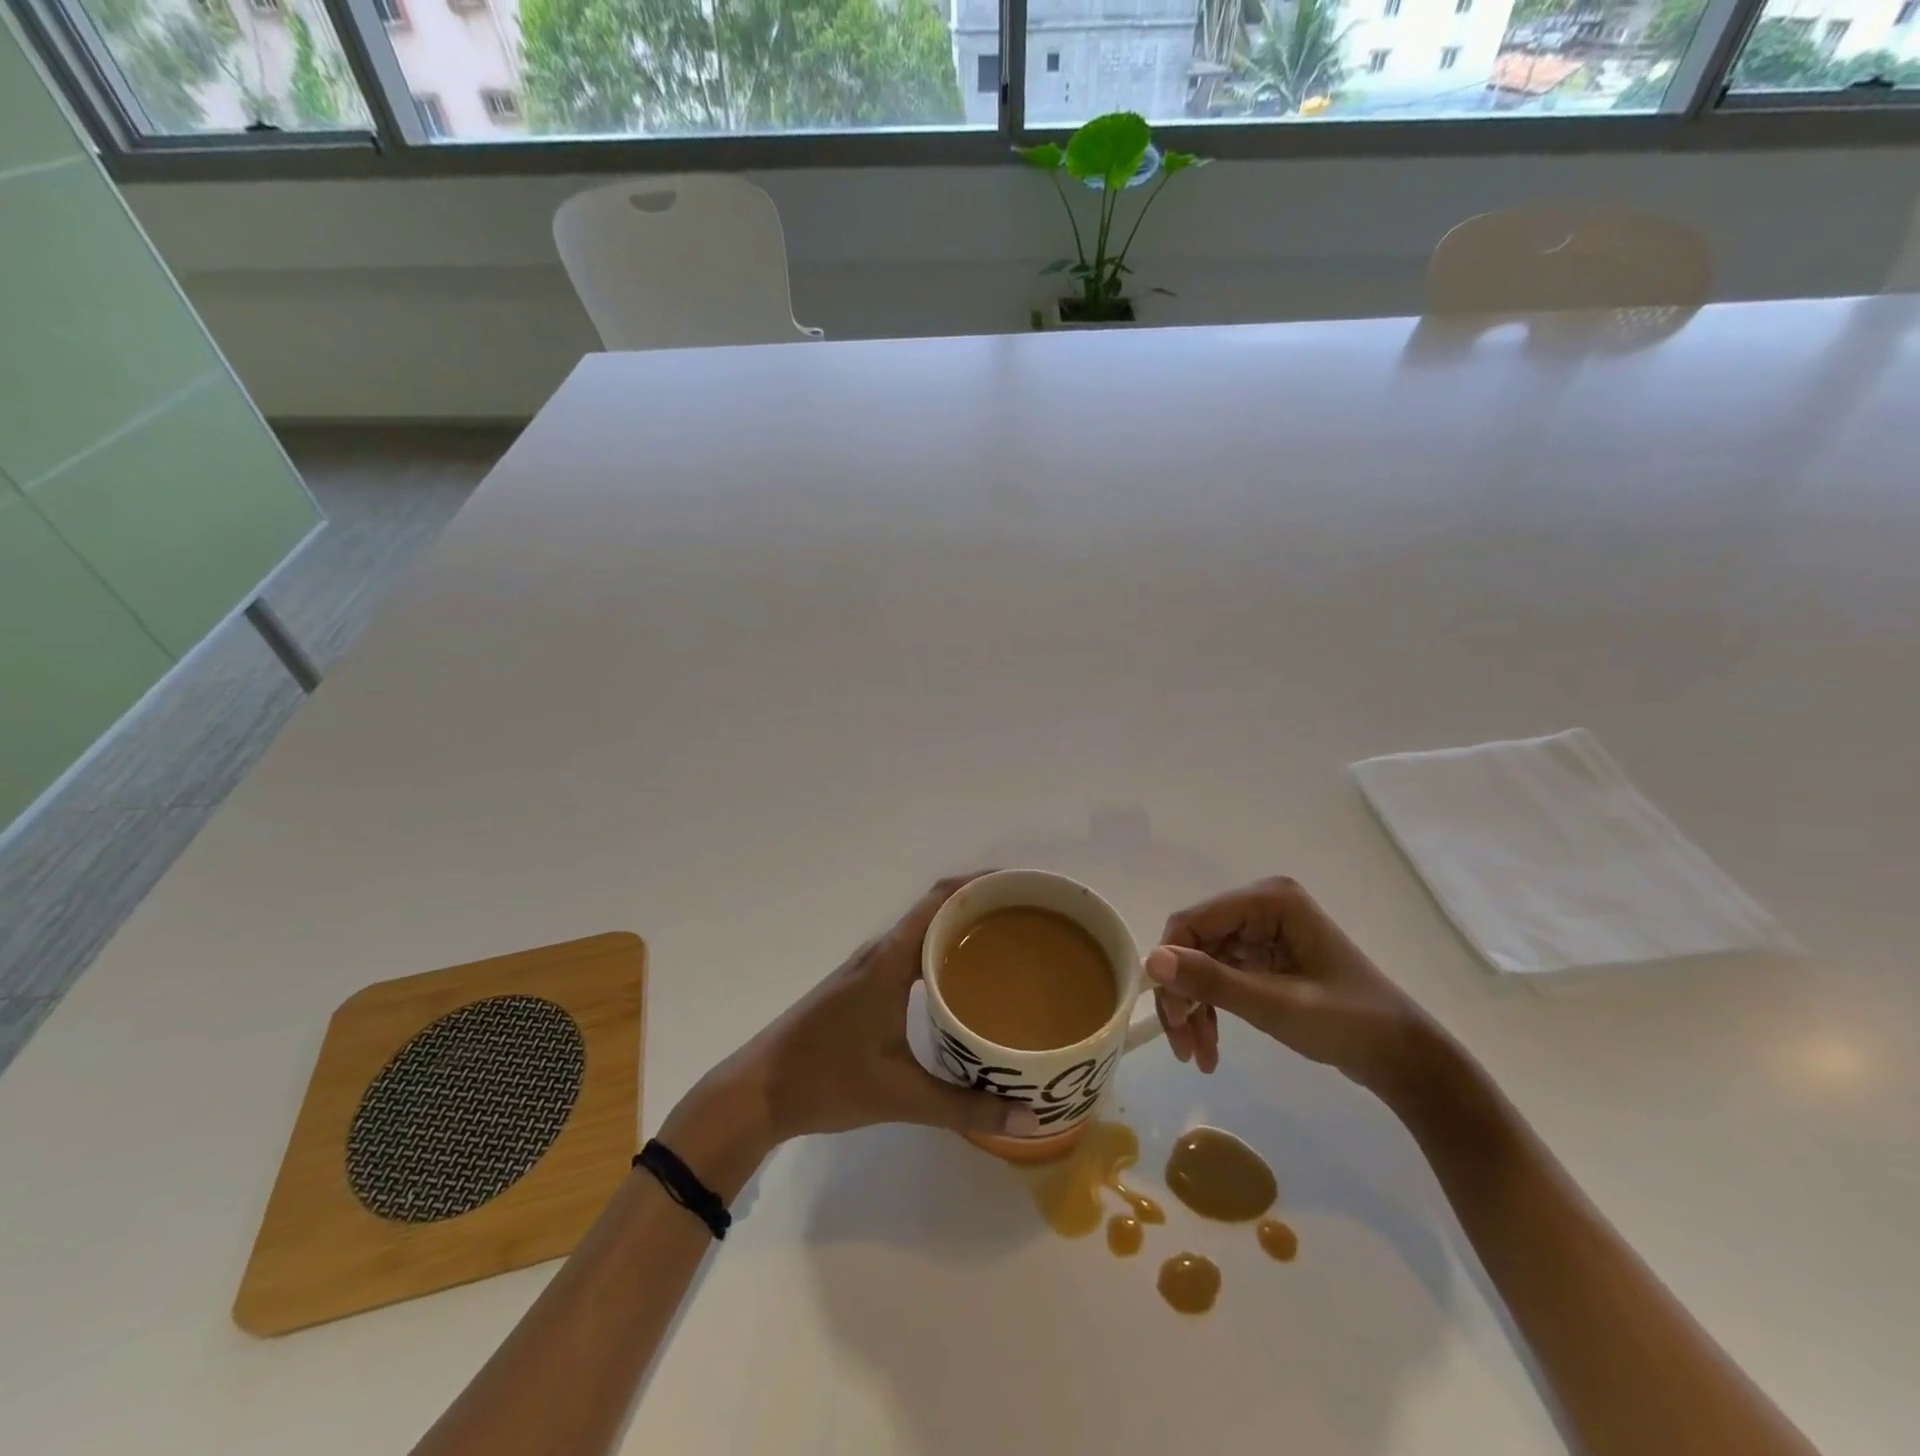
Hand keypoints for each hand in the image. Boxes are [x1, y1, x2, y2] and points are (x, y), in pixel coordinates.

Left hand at [692, 876, 1042, 1151]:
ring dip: (963, 928)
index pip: (941, 900)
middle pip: (938, 908)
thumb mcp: (901, 1097)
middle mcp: (881, 952)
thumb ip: (965, 1107)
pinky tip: (964, 983)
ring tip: (1010, 945)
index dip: (982, 884)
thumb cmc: (826, 1081)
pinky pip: (913, 952)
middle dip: (983, 905)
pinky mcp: (863, 985)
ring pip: (924, 931)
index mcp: (889, 960)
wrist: (757, 1091)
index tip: (1024, 887)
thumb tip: (1029, 1118)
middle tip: (1032, 920)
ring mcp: (869, 967)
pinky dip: (943, 952)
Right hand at [1148, 876, 1433, 1094]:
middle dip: (1183, 996)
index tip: (1169, 1019)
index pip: (1192, 923)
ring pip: (1201, 963)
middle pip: (1193, 944)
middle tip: (1182, 1046)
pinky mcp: (1264, 955)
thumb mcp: (1276, 1006)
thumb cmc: (1349, 1025)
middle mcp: (1260, 906)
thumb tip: (1149, 961)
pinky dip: (1211, 1010)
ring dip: (1193, 1008)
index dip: (1171, 967)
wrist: (1404, 1059)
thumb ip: (1212, 981)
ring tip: (1196, 1055)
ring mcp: (1262, 930)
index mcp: (1268, 900)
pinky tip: (1210, 1047)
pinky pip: (1220, 976)